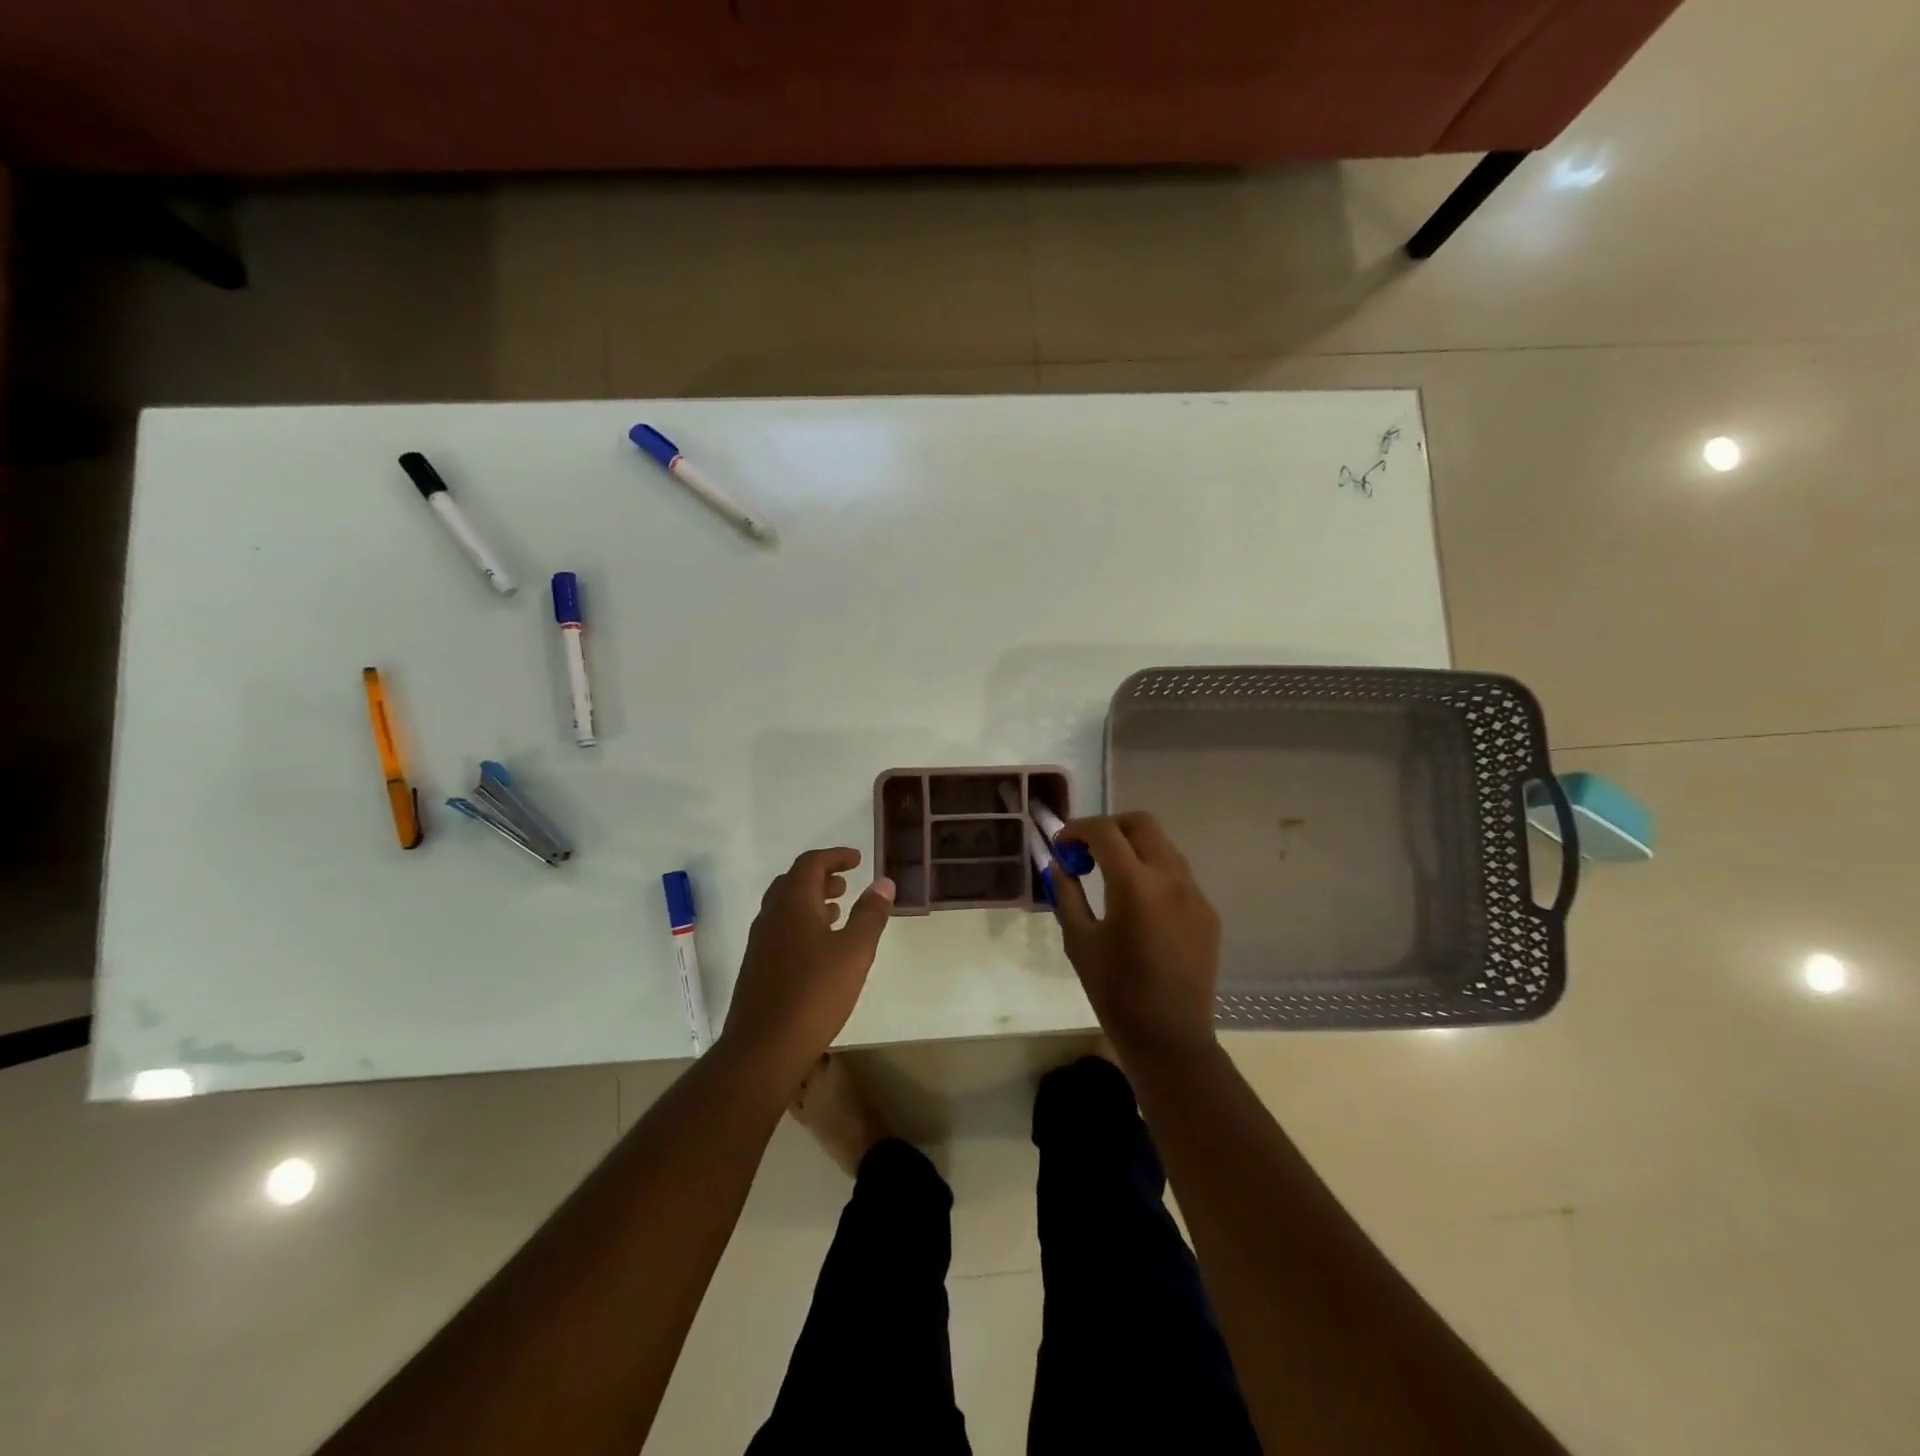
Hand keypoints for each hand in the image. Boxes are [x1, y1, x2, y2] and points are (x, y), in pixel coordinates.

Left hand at [718, 848, 893, 1092]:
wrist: (763, 1048)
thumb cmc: (814, 994)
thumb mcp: (855, 951)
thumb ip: (870, 914)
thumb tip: (883, 882)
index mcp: (792, 903)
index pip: (811, 863)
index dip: (835, 856)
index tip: (858, 860)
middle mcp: (771, 916)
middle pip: (794, 882)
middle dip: (822, 877)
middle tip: (847, 883)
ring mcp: (760, 943)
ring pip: (785, 908)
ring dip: (811, 901)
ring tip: (838, 911)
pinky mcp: (757, 968)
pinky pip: (781, 930)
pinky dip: (802, 924)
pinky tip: (820, 949)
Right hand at [1053, 813, 1221, 1060]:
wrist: (1169, 1037)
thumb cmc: (1115, 992)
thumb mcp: (1079, 940)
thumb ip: (1067, 893)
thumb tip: (1058, 864)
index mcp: (1134, 885)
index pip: (1105, 832)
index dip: (1078, 829)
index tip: (1062, 844)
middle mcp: (1171, 878)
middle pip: (1142, 824)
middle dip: (1111, 827)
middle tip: (1088, 849)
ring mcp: (1195, 894)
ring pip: (1164, 847)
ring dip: (1135, 848)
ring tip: (1111, 875)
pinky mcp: (1208, 913)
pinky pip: (1178, 875)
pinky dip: (1154, 873)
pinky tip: (1140, 904)